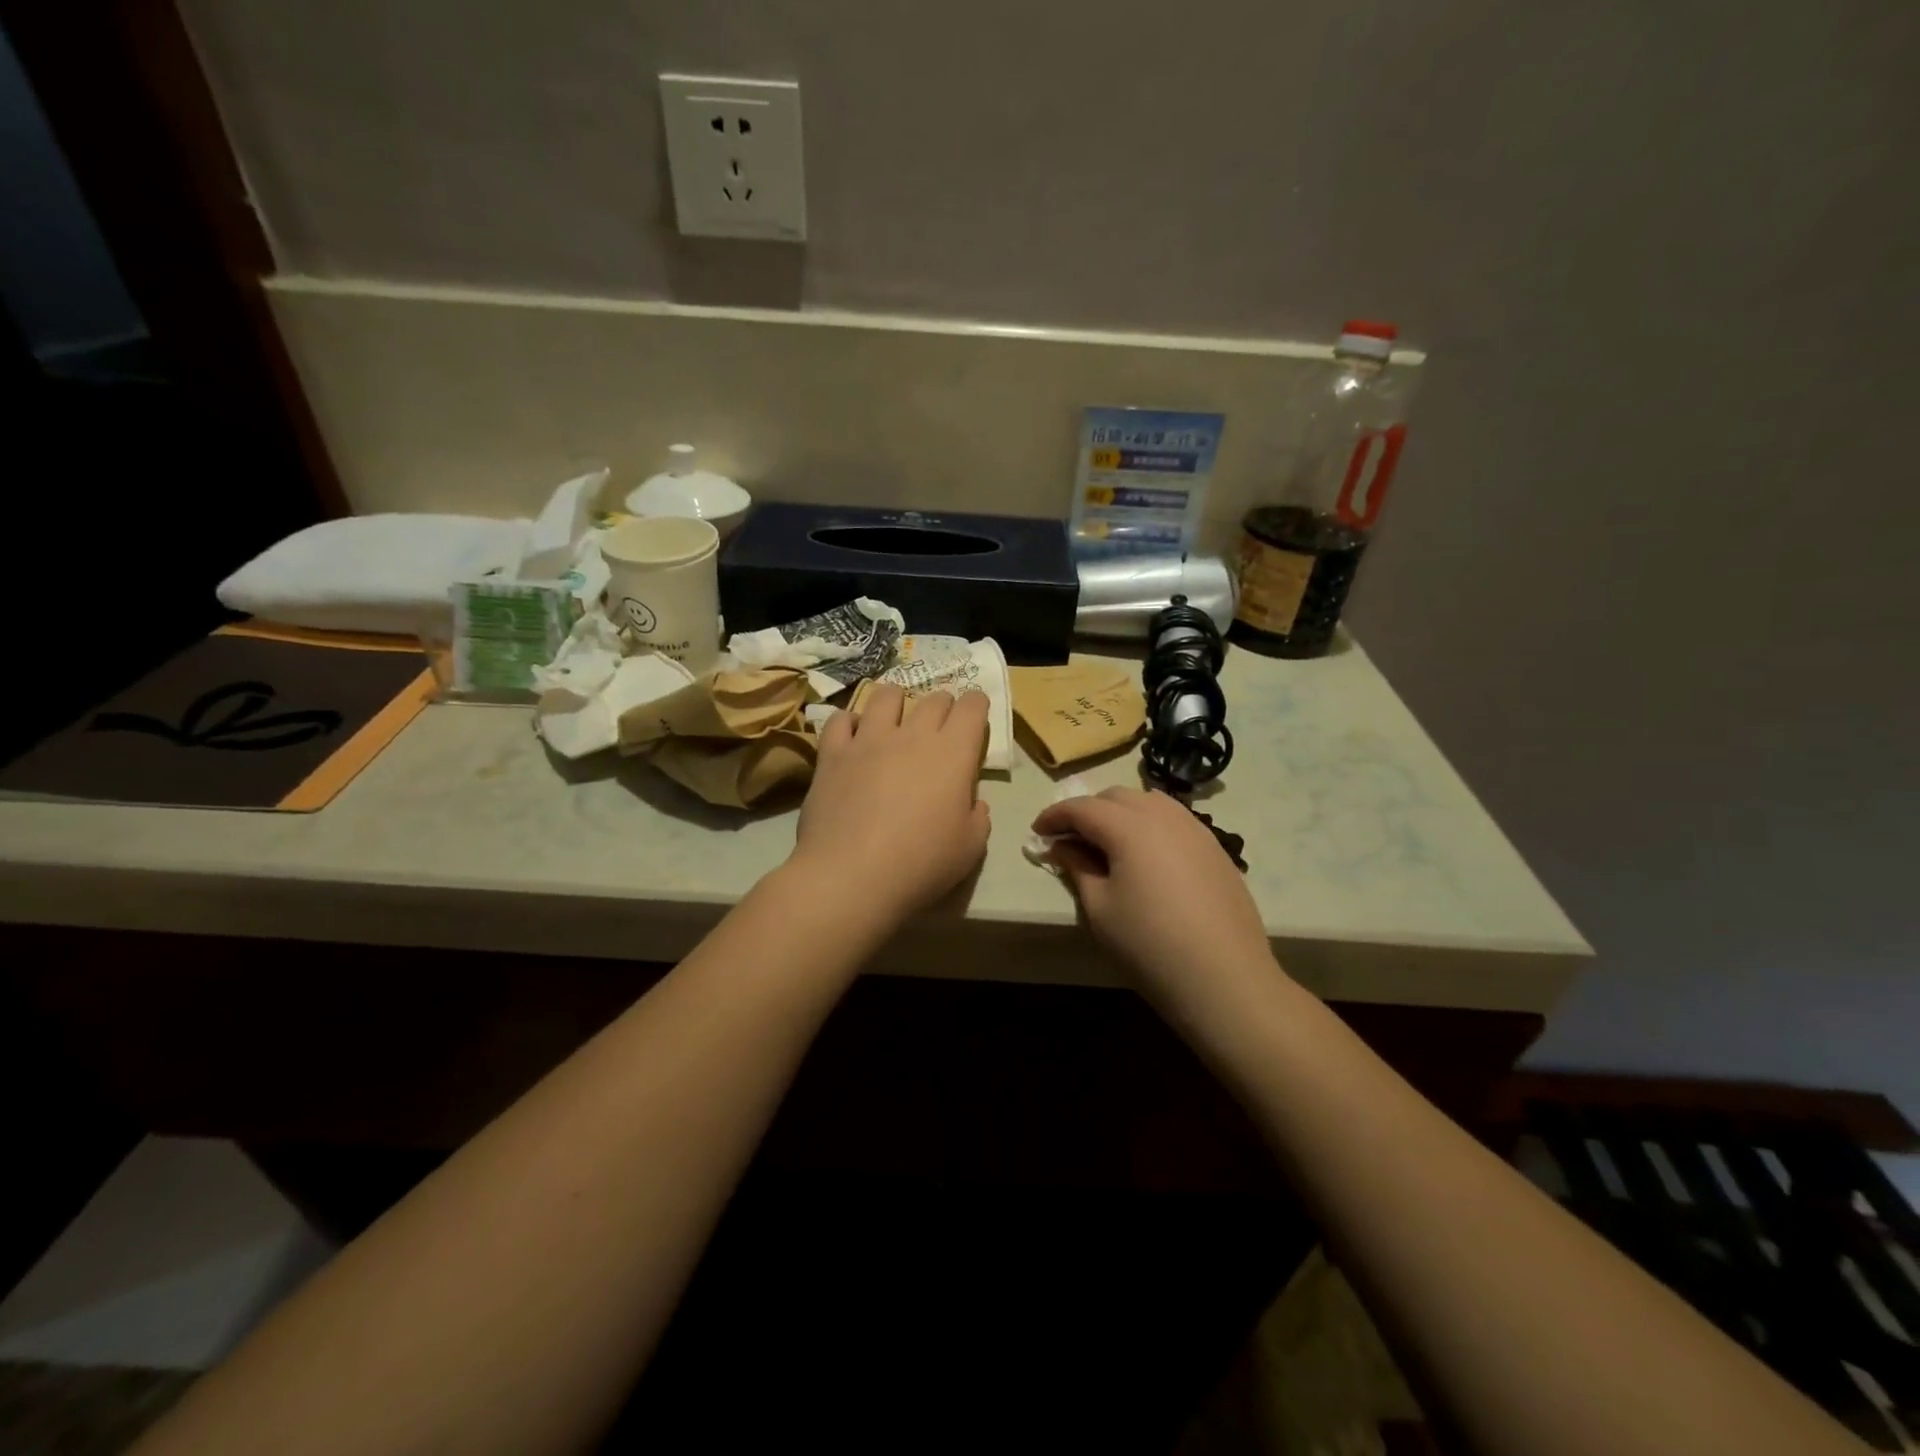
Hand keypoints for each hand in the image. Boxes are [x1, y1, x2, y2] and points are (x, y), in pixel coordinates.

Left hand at [788, 685, 991, 926]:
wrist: (852, 876)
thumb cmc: (921, 864)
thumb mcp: (970, 849)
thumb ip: (978, 818)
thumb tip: (973, 803)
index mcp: (953, 753)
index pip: (971, 707)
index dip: (976, 705)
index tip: (975, 713)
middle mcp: (913, 735)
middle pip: (933, 698)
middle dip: (943, 704)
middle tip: (941, 722)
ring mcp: (869, 740)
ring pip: (885, 696)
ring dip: (897, 700)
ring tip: (895, 714)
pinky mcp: (833, 754)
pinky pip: (840, 720)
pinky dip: (849, 722)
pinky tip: (852, 734)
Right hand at [1030, 787, 1283, 1023]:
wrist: (1225, 979)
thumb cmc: (1149, 945)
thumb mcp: (1100, 909)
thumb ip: (1077, 867)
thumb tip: (1062, 846)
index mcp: (1130, 827)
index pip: (1082, 807)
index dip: (1055, 816)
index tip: (1037, 833)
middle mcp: (1164, 816)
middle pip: (1116, 797)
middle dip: (1088, 811)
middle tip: (1070, 840)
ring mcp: (1196, 829)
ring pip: (1149, 802)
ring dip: (1120, 813)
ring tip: (1107, 843)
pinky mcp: (1215, 848)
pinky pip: (1174, 819)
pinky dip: (1150, 824)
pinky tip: (1145, 855)